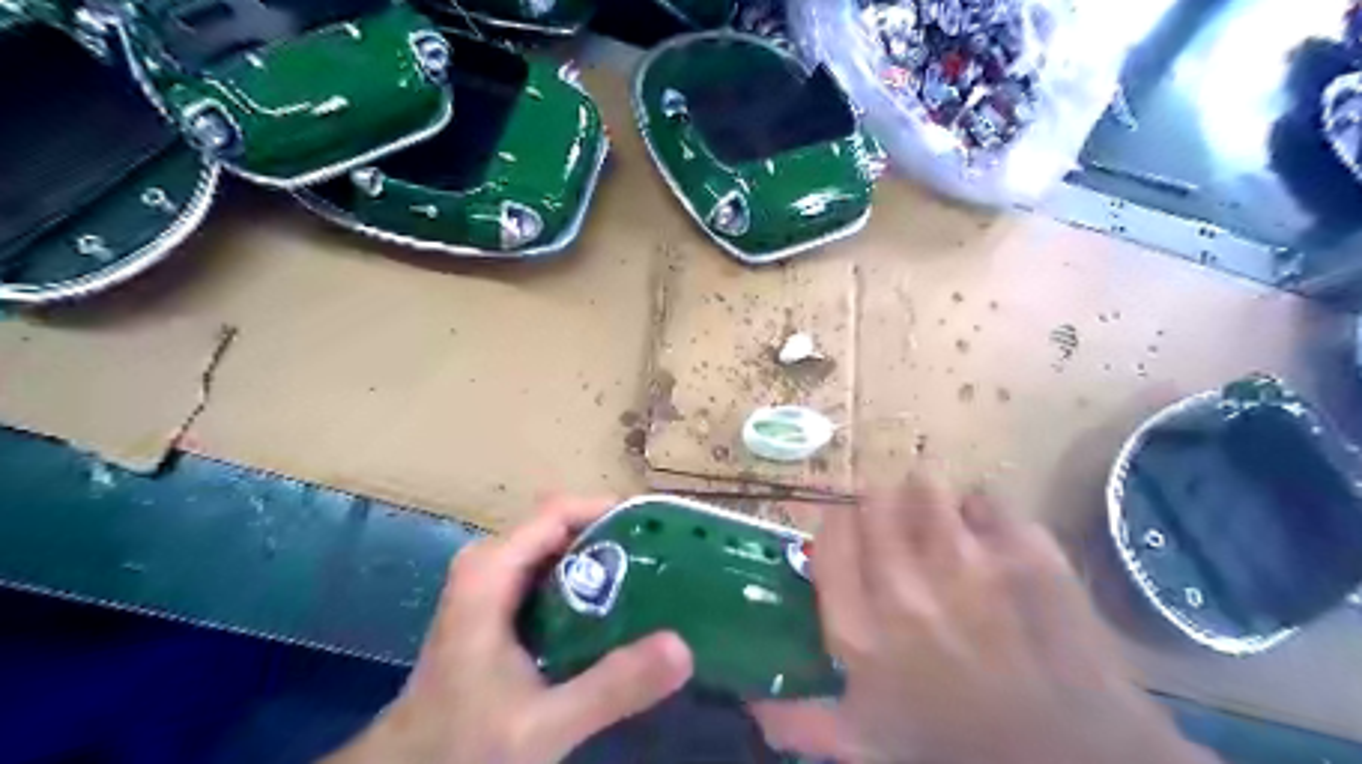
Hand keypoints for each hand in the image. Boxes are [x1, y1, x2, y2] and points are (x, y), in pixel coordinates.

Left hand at [325, 497, 691, 762]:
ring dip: (604, 560)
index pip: (560, 512)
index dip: (611, 511)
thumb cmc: (462, 744)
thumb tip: (682, 647)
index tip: (661, 530)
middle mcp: (490, 563)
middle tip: (667, 562)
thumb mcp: (542, 724)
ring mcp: (492, 583)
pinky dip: (586, 582)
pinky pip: (551, 574)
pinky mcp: (498, 605)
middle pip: (563, 526)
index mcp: (491, 570)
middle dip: (615, 538)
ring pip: (559, 549)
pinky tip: (618, 611)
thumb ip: (610, 687)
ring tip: (655, 580)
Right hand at [755, 476, 1213, 760]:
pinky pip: (988, 499)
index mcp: (860, 631)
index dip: (839, 528)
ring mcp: (969, 564)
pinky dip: (983, 512)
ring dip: (927, 500)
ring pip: (926, 487)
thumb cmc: (956, 750)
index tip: (852, 536)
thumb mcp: (867, 745)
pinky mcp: (1027, 553)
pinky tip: (989, 539)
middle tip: (897, 529)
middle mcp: (904, 588)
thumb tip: (751, 704)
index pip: (829, 535)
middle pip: (873, 501)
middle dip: (880, 509)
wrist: (1075, 763)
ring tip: (940, 525)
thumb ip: (801, 722)